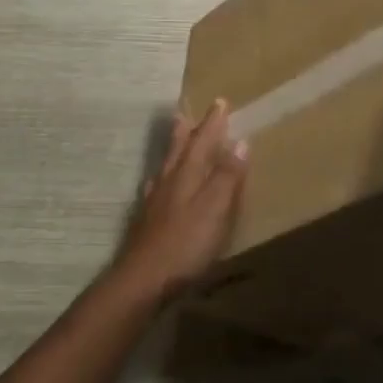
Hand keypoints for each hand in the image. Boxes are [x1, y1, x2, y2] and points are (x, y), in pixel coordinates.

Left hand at [115, 99, 247, 302]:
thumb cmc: (185, 243)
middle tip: (186, 112)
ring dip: (174, 150)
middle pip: (178, 149)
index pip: (202, 141)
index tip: (220, 102)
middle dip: (187, 130)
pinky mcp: (147, 222)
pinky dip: (163, 178)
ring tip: (176, 140)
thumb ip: (227, 176)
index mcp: (187, 174)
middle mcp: (168, 181)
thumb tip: (240, 141)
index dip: (212, 123)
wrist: (142, 281)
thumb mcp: (215, 208)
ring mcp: (154, 202)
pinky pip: (157, 188)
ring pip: (166, 166)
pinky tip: (158, 186)